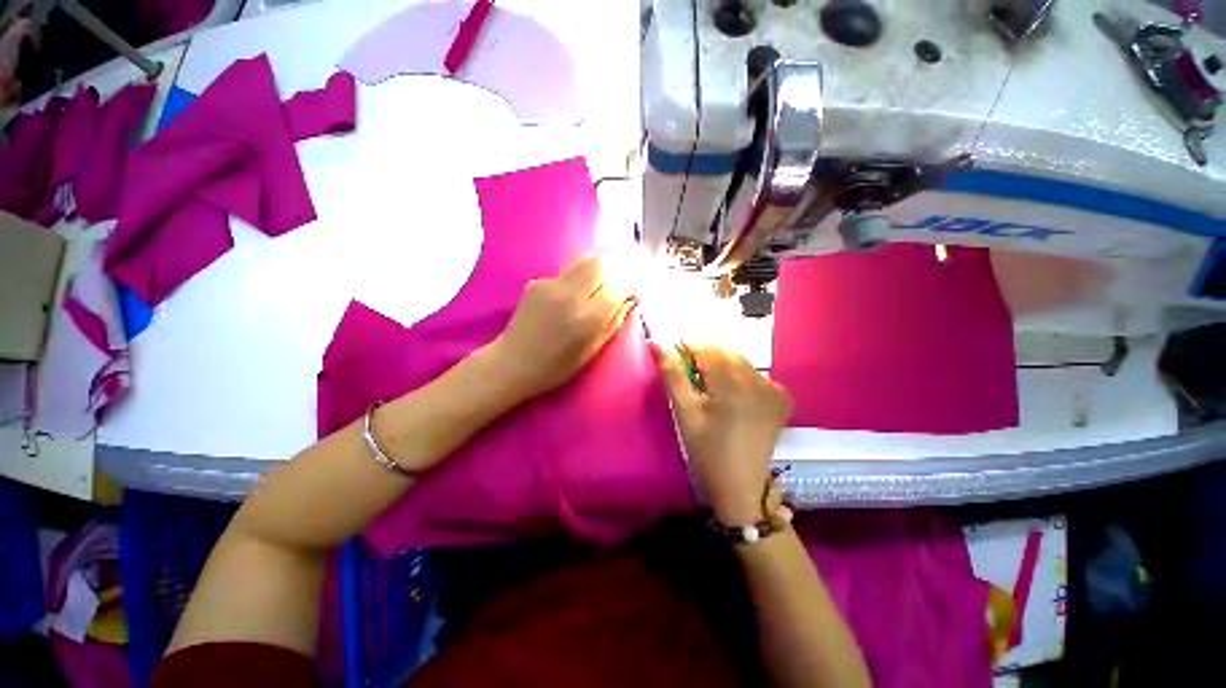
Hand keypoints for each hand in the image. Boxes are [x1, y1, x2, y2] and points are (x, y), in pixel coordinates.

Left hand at [488, 255, 635, 401]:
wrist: (513, 362)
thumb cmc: (557, 366)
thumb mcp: (593, 349)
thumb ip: (615, 321)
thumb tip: (631, 298)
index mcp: (588, 318)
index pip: (619, 286)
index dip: (630, 286)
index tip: (633, 291)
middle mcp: (571, 294)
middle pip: (602, 263)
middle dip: (615, 269)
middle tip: (617, 282)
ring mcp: (551, 285)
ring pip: (584, 260)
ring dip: (597, 268)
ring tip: (597, 285)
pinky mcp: (537, 281)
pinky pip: (566, 271)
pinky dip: (577, 278)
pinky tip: (572, 294)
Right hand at [651, 342, 792, 524]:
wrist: (741, 487)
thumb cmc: (706, 452)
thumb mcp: (684, 413)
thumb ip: (672, 374)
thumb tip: (657, 342)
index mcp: (732, 386)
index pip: (708, 348)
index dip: (689, 345)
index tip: (676, 352)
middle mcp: (759, 382)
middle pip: (727, 351)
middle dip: (706, 354)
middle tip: (690, 371)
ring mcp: (774, 390)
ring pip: (741, 361)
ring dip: (722, 364)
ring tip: (709, 384)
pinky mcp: (782, 399)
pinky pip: (755, 374)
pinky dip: (740, 376)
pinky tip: (733, 395)